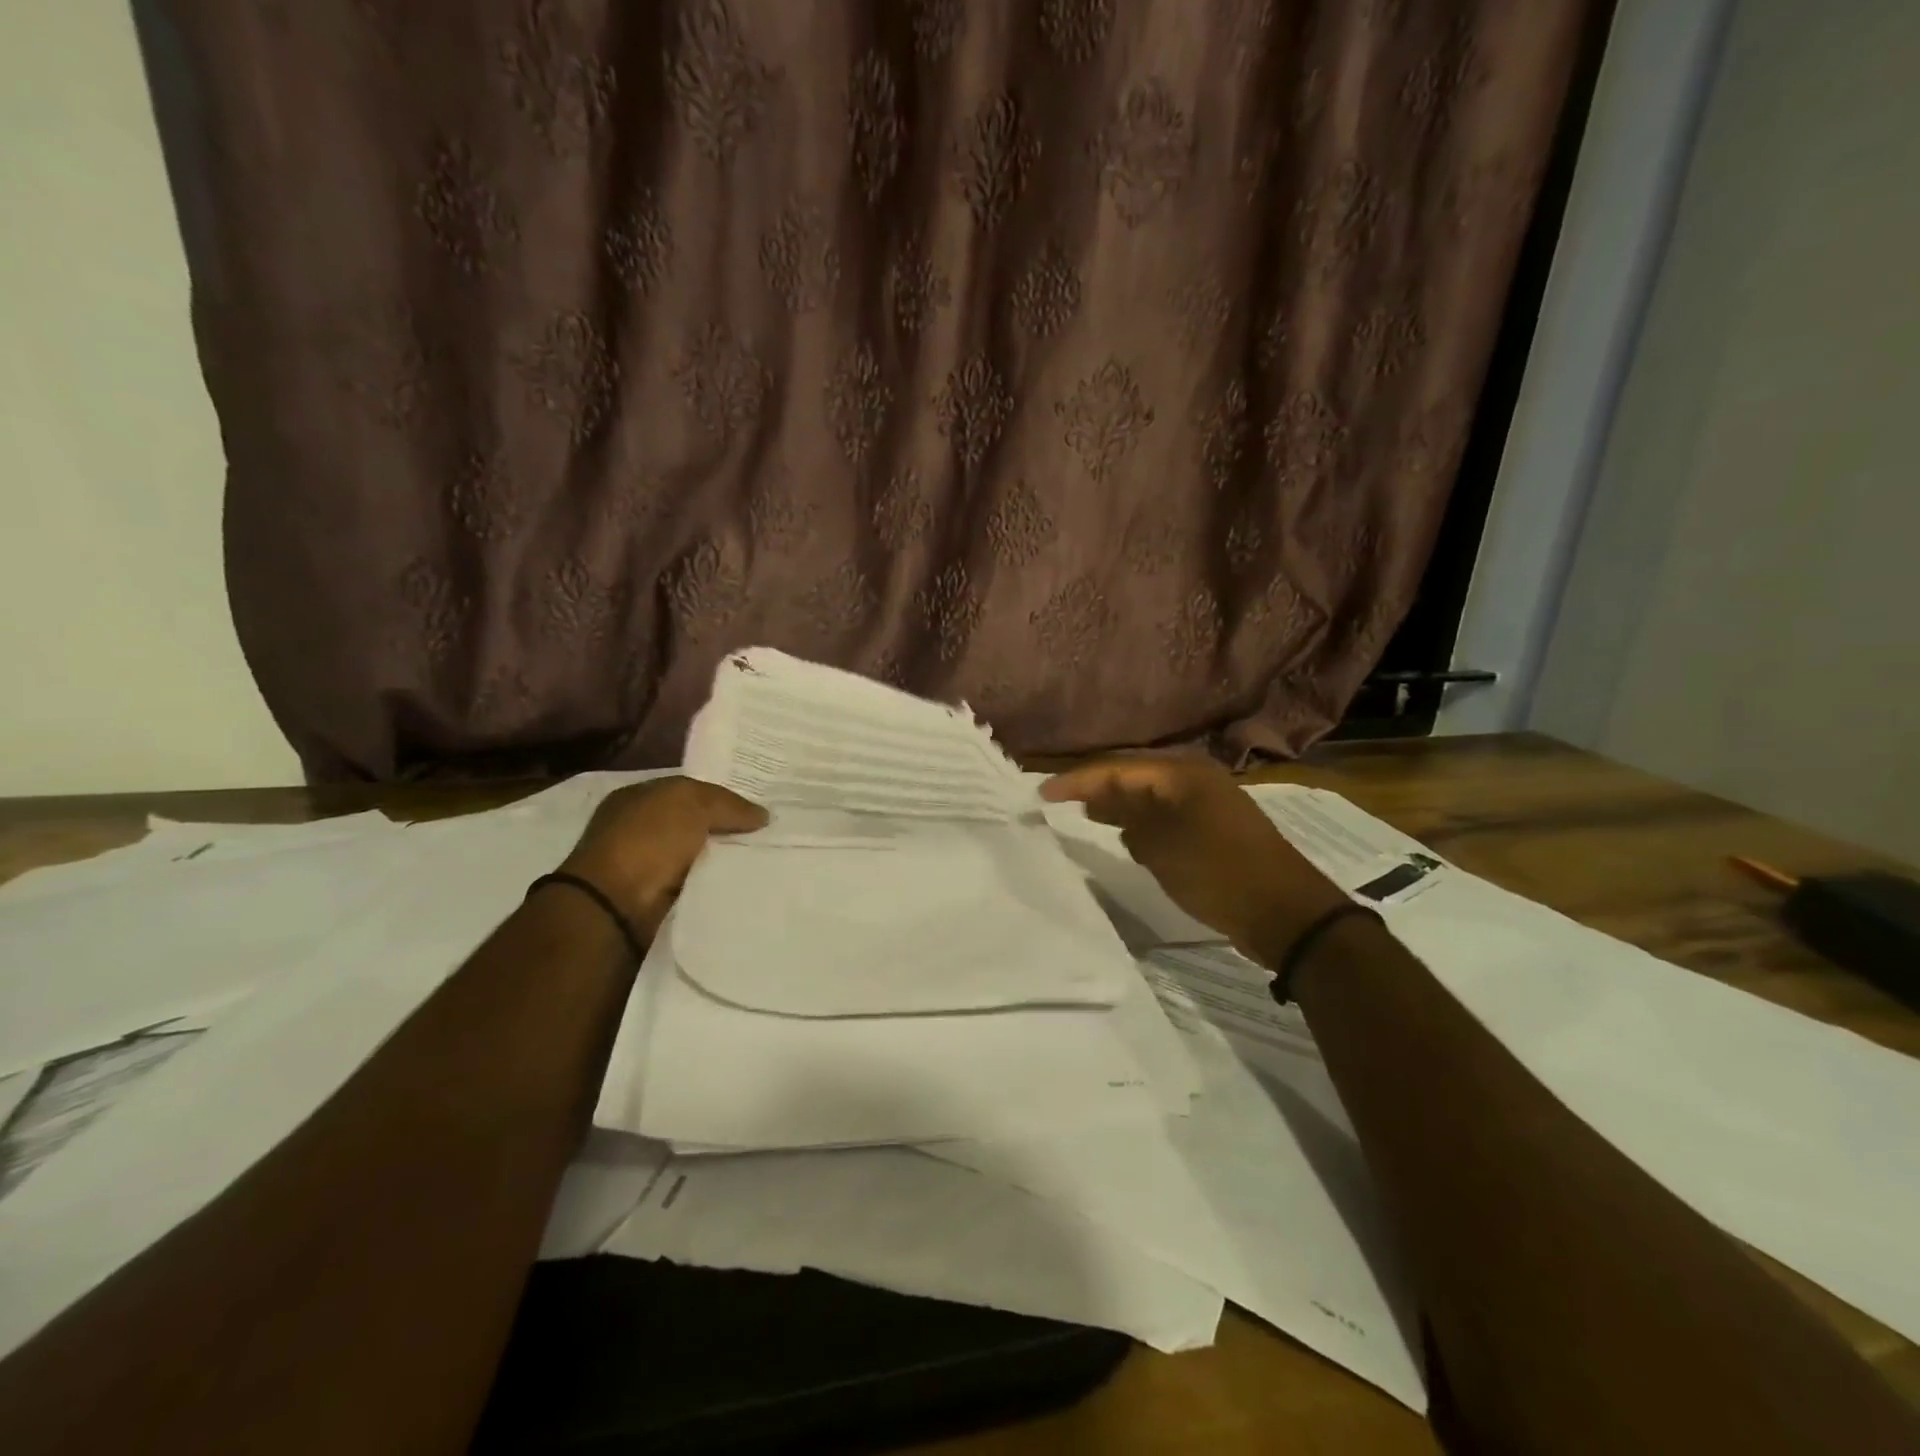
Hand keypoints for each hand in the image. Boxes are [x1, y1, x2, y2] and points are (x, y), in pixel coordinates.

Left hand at [558, 776, 767, 936]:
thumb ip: (728, 804)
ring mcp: (643, 864)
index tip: (756, 807)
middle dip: (725, 828)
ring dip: (720, 858)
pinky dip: (713, 882)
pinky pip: (694, 883)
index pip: (688, 791)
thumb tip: (762, 816)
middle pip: (694, 823)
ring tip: (761, 859)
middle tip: (766, 834)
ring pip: (696, 855)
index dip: (721, 797)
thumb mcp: (692, 803)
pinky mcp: (653, 897)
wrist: (615, 905)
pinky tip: (740, 882)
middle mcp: (637, 827)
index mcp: (638, 797)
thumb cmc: (648, 840)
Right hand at [1041, 755, 1346, 966]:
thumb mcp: (1162, 845)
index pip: (1117, 769)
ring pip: (1150, 798)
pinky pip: (1165, 817)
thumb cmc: (1218, 872)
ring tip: (1083, 813)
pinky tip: (1124, 835)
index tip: (1043, 793)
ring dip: (1118, 805)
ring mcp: (1207, 805)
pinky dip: (1141, 823)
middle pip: (1134, 778)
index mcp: (1183, 774)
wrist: (1286, 912)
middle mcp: (1194, 781)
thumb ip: (1127, 819)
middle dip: (1096, 788)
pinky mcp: (1213, 830)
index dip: (1077, 780)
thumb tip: (1105, 805)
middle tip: (1058, 800)